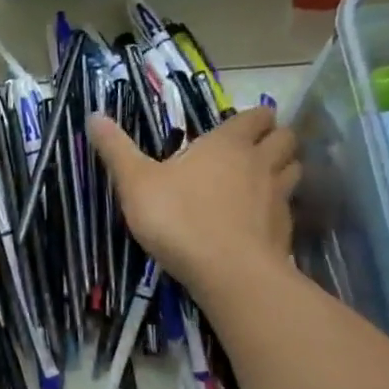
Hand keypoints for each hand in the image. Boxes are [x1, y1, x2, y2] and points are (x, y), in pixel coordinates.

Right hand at [89, 107, 299, 292]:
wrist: (227, 272)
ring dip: (283, 169)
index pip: (256, 116)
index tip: (236, 127)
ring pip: (294, 169)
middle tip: (253, 150)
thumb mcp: (136, 183)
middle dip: (274, 138)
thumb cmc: (178, 218)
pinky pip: (288, 207)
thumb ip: (117, 150)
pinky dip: (278, 208)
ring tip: (261, 180)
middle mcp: (260, 163)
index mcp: (227, 144)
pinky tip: (259, 221)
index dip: (251, 118)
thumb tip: (94, 116)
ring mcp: (278, 197)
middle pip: (285, 138)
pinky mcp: (284, 230)